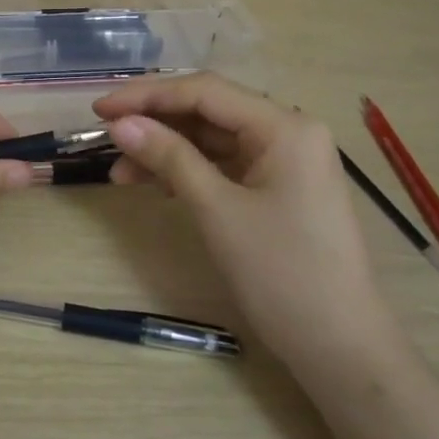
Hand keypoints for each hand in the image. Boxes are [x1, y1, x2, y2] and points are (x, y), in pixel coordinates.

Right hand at [93, 73, 403, 372]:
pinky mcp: (278, 190)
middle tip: (105, 138)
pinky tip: (155, 185)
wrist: (339, 347)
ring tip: (120, 174)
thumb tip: (120, 124)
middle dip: (154, 123)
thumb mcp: (217, 210)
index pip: (204, 92)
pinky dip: (188, 171)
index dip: (147, 96)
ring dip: (166, 151)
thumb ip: (169, 158)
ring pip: (212, 140)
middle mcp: (288, 132)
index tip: (99, 110)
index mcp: (285, 126)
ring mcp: (285, 162)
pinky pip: (224, 166)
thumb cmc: (281, 273)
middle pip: (208, 111)